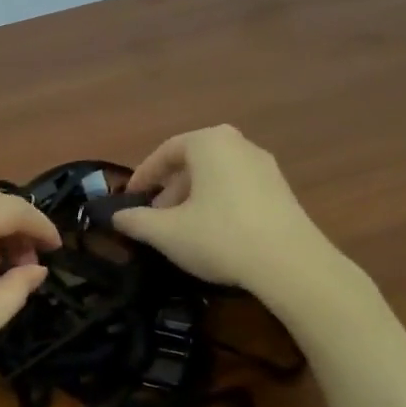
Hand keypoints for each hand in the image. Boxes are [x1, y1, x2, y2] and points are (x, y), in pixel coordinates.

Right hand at [112, 125, 366, 314]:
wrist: (289, 264)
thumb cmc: (219, 237)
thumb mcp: (166, 232)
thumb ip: (136, 221)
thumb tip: (116, 217)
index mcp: (209, 143)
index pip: (166, 152)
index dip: (143, 176)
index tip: (129, 199)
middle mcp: (239, 144)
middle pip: (193, 162)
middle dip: (169, 190)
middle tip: (154, 218)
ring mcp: (265, 166)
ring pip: (215, 176)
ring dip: (192, 199)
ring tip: (180, 230)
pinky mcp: (281, 190)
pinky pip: (237, 188)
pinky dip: (217, 204)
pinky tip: (212, 234)